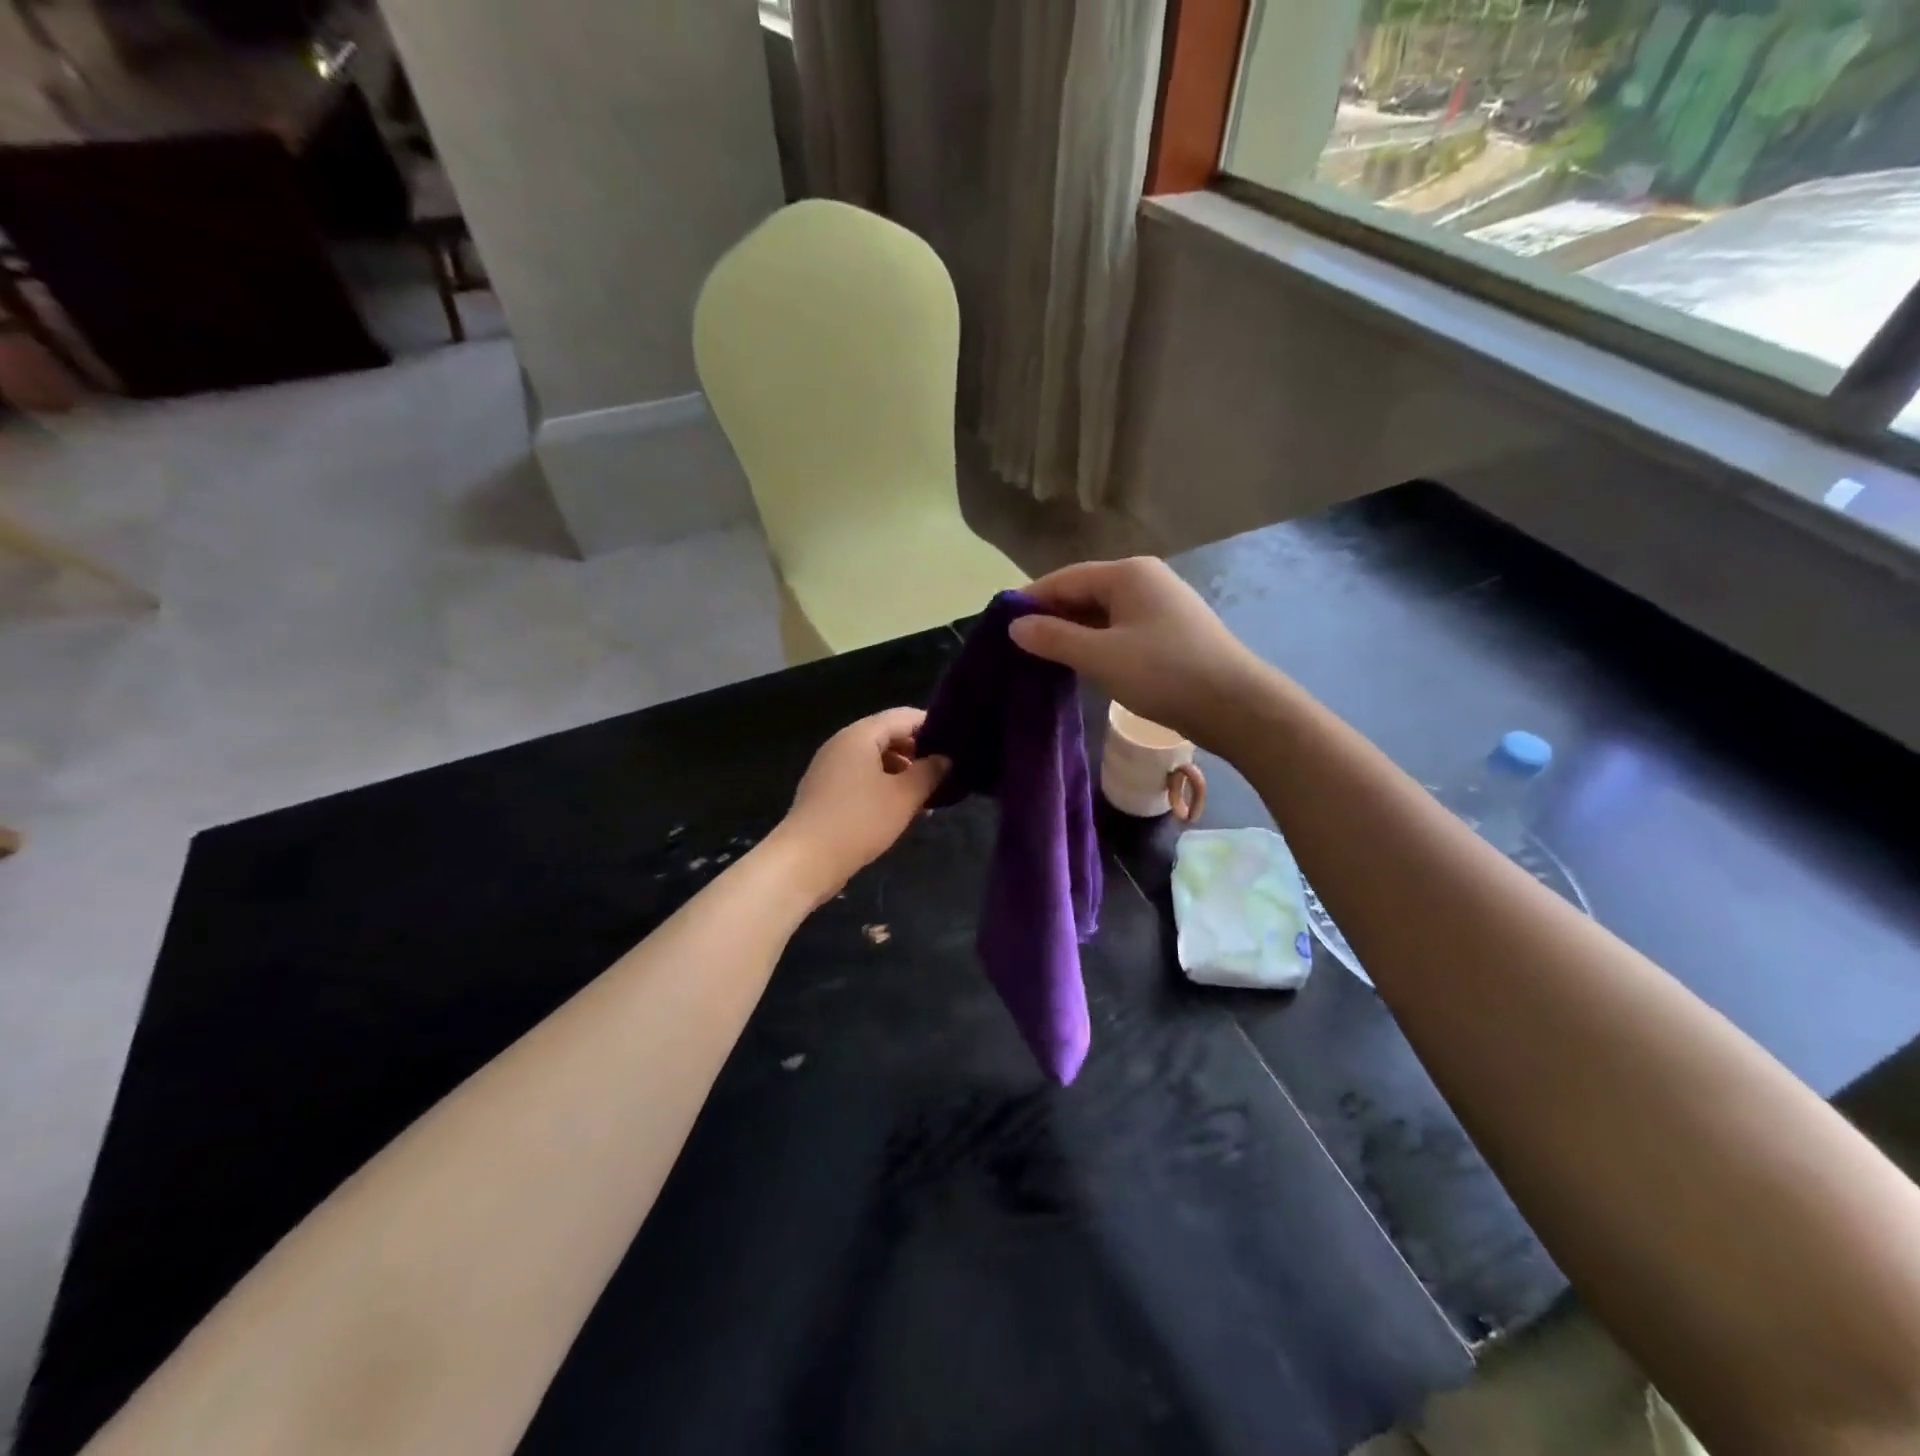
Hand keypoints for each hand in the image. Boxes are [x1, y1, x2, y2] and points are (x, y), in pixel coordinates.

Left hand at [772, 708, 949, 903]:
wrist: (805, 860)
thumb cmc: (859, 821)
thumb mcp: (904, 796)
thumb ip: (929, 772)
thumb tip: (945, 759)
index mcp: (860, 735)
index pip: (903, 717)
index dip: (932, 727)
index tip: (957, 746)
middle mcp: (842, 743)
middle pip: (888, 736)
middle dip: (917, 753)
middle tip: (944, 774)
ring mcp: (830, 767)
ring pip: (875, 759)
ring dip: (902, 773)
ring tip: (926, 796)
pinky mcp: (825, 791)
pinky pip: (861, 778)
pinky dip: (883, 786)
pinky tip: (899, 810)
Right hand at [1008, 558, 1270, 751]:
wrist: (1236, 705)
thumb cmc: (1164, 673)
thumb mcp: (1101, 656)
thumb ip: (1054, 638)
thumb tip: (1015, 625)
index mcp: (1128, 574)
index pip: (1065, 579)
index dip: (1031, 600)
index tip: (1001, 625)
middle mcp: (1145, 580)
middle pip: (1084, 592)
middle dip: (1052, 617)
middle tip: (1019, 647)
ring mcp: (1161, 606)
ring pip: (1103, 614)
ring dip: (1074, 633)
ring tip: (1043, 659)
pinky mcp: (1170, 633)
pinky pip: (1121, 630)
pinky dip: (1097, 643)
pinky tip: (1083, 665)